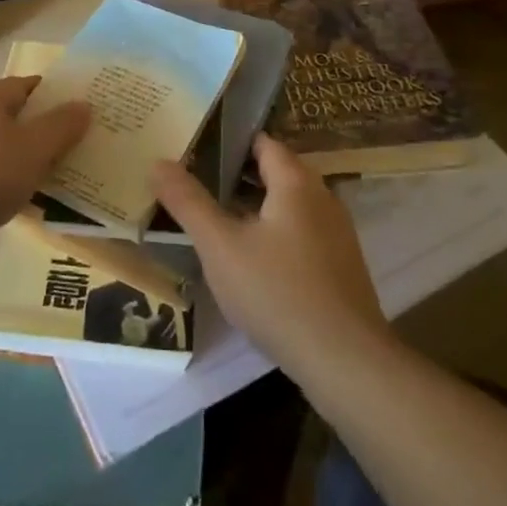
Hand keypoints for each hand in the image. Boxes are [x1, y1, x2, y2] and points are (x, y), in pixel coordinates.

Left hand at [0, 76, 89, 246]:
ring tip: (37, 184)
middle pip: (7, 115)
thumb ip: (61, 126)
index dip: (53, 99)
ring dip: (12, 160)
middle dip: (34, 133)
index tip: (75, 118)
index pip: (27, 86)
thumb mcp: (33, 151)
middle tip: (62, 155)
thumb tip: (83, 105)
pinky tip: (1, 204)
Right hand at [151, 135, 388, 381]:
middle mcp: (322, 196)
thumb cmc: (278, 293)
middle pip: (275, 172)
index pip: (261, 142)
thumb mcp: (221, 247)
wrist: (348, 364)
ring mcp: (336, 233)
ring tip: (215, 219)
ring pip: (287, 205)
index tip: (195, 148)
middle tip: (195, 182)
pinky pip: (300, 232)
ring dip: (254, 207)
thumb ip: (188, 202)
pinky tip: (250, 259)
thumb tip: (159, 162)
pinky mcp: (340, 266)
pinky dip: (273, 233)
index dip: (228, 141)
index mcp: (296, 181)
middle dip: (236, 175)